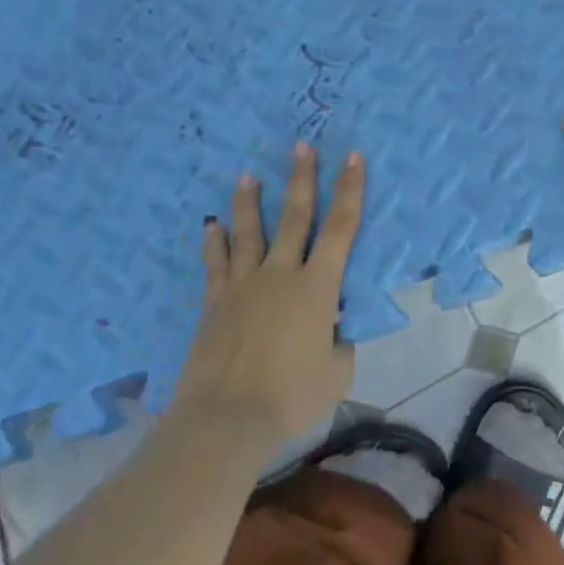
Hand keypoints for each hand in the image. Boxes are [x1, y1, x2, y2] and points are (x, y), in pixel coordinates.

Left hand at [172, 143, 362, 438]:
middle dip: (301, 179)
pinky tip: (211, 225)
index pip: (340, 229)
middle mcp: (280, 275)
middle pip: (294, 217)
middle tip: (301, 145)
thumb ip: (340, 341)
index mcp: (317, 287)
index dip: (349, 190)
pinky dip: (214, 242)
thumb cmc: (292, 395)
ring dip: (250, 202)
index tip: (352, 157)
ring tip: (247, 174)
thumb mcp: (337, 371)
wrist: (226, 419)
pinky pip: (215, 264)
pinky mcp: (214, 304)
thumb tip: (332, 327)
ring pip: (248, 233)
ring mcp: (242, 287)